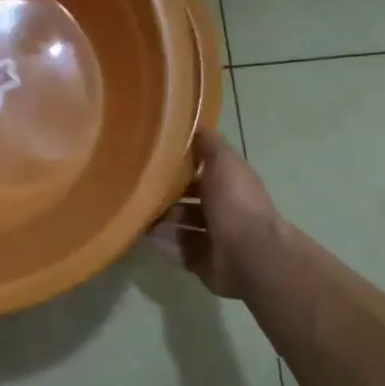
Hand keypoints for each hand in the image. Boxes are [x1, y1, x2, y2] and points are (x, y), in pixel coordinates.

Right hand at [148, 130, 283, 300]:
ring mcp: (212, 238)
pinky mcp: (202, 261)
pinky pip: (176, 249)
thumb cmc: (235, 202)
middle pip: (187, 199)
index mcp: (229, 183)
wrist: (248, 253)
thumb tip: (192, 124)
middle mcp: (221, 209)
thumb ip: (208, 143)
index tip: (150, 157)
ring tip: (135, 213)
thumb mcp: (222, 160)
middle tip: (136, 189)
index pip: (200, 170)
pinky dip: (161, 243)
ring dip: (160, 220)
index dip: (179, 164)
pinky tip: (143, 235)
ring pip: (179, 225)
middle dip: (165, 195)